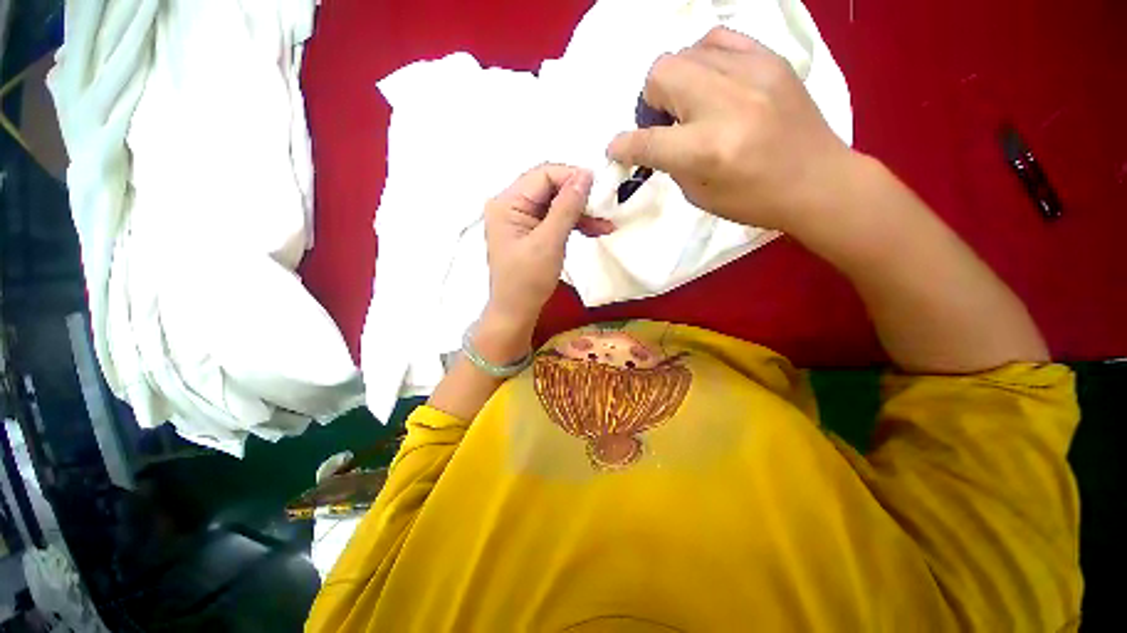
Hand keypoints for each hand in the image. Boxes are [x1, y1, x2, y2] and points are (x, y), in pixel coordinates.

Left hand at [480, 164, 605, 360]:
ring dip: (580, 212)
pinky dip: (573, 224)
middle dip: (579, 197)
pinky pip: (554, 219)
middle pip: (550, 187)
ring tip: (605, 223)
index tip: (599, 189)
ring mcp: (521, 219)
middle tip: (604, 207)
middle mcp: (511, 205)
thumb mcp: (549, 242)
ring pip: (555, 204)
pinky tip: (594, 230)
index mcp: (507, 203)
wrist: (517, 312)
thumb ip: (566, 207)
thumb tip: (585, 175)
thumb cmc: (527, 281)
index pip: (543, 175)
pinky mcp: (530, 232)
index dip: (572, 177)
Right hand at [606, 27, 853, 236]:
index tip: (617, 149)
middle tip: (666, 122)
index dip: (623, 146)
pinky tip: (713, 82)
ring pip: (685, 51)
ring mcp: (752, 74)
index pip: (646, 141)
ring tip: (693, 104)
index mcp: (706, 149)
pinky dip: (704, 59)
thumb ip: (671, 162)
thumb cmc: (754, 200)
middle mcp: (725, 103)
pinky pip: (719, 39)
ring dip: (677, 81)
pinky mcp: (770, 60)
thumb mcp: (699, 194)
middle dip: (651, 101)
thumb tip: (653, 140)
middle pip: (660, 73)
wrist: (818, 180)